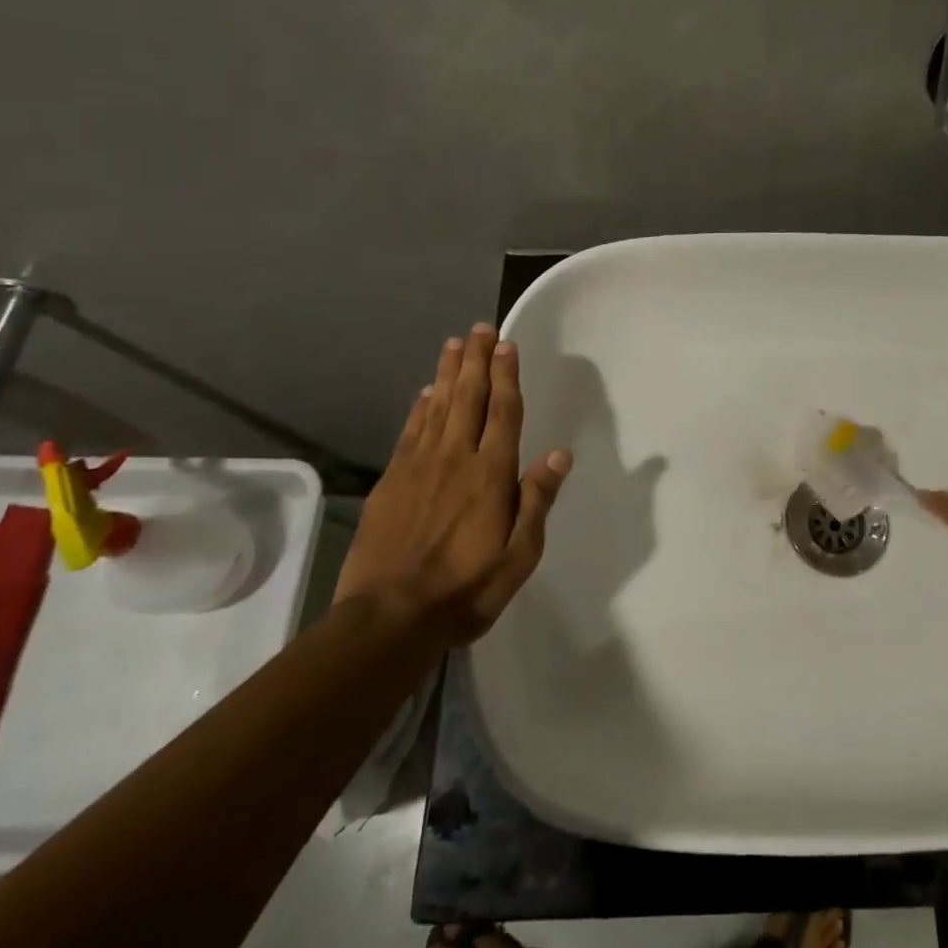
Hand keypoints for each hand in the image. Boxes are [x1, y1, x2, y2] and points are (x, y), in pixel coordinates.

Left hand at [334, 324, 571, 646]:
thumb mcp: (519, 557)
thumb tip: (559, 455)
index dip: (506, 376)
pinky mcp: (391, 481)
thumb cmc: (465, 590)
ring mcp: (418, 467)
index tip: (506, 345)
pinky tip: (424, 393)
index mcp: (491, 475)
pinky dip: (419, 407)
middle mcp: (456, 459)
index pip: (503, 412)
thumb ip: (537, 502)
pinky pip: (410, 432)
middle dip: (476, 360)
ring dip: (447, 373)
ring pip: (437, 407)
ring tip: (454, 344)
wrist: (389, 618)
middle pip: (468, 398)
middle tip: (479, 328)